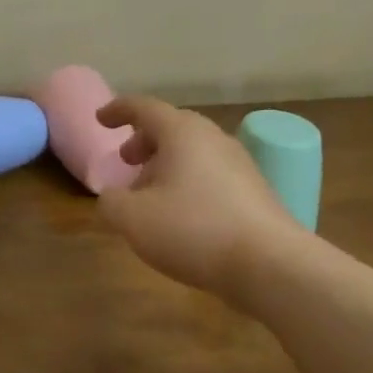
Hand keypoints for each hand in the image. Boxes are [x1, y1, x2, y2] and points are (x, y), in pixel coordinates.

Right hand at [96, 96, 301, 297]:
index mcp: (181, 133)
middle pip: (172, 128)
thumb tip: (112, 197)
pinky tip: (181, 216)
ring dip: (166, 165)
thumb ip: (111, 202)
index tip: (100, 120)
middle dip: (144, 141)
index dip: (118, 110)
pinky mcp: (255, 192)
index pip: (144, 108)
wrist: (271, 265)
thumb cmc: (193, 230)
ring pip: (194, 153)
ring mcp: (240, 164)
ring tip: (149, 195)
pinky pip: (212, 175)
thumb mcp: (132, 219)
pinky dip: (188, 183)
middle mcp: (213, 139)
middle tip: (126, 161)